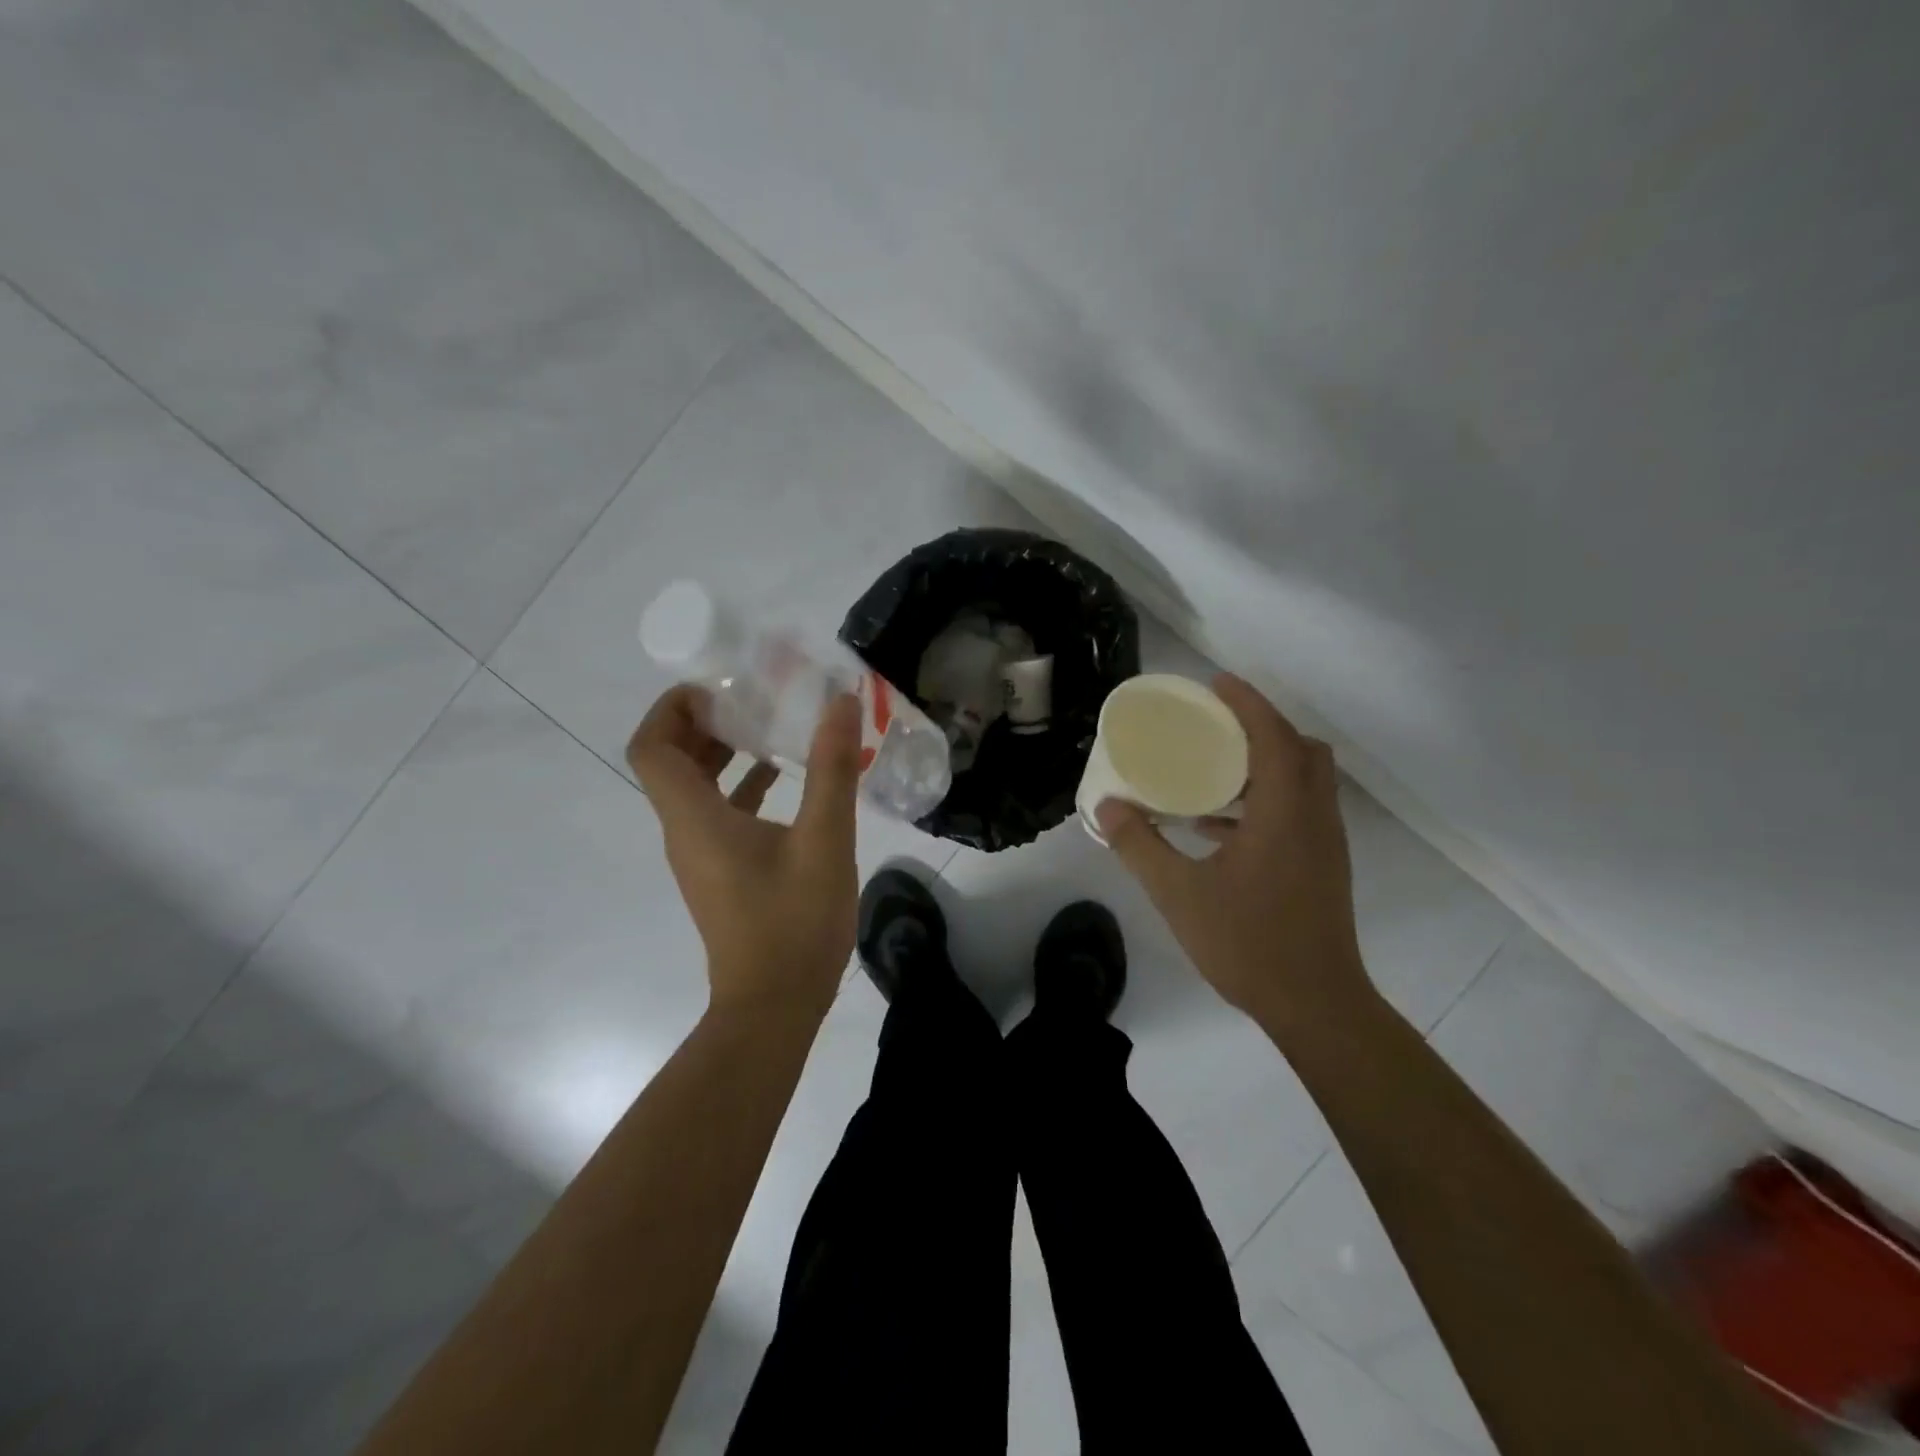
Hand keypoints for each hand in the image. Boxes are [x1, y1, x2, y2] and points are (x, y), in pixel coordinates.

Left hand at [627, 685, 862, 1021]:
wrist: (774, 1006)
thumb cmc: (794, 922)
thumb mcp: (825, 840)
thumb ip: (832, 769)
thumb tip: (840, 704)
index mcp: (695, 818)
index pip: (652, 746)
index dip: (673, 707)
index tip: (720, 688)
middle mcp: (685, 832)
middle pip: (670, 762)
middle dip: (704, 722)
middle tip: (753, 697)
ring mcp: (701, 856)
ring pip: (695, 789)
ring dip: (724, 752)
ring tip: (771, 726)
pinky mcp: (721, 873)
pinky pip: (718, 814)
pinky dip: (742, 787)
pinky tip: (786, 778)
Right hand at [1097, 673, 1372, 1032]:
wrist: (1315, 1005)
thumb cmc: (1248, 943)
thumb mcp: (1178, 893)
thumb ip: (1139, 845)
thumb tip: (1107, 807)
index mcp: (1285, 812)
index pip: (1273, 735)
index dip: (1247, 702)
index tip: (1215, 683)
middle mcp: (1314, 817)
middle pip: (1301, 750)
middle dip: (1262, 727)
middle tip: (1216, 726)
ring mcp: (1324, 843)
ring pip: (1304, 781)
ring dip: (1265, 764)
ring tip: (1212, 769)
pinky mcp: (1322, 866)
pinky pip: (1298, 811)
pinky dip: (1265, 800)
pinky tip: (1218, 826)